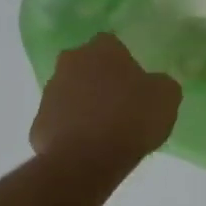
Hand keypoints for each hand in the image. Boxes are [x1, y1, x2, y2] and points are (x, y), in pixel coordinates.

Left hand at [30, 33, 180, 168]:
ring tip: (104, 131)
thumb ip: (161, 84)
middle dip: (100, 80)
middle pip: (87, 66)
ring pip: (71, 93)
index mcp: (102, 49)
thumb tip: (154, 85)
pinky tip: (87, 147)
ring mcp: (50, 92)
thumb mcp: (167, 98)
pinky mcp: (39, 122)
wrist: (86, 160)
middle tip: (120, 105)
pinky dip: (71, 130)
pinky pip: (60, 121)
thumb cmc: (130, 119)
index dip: (125, 63)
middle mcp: (70, 62)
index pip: (113, 45)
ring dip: (84, 105)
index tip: (136, 84)